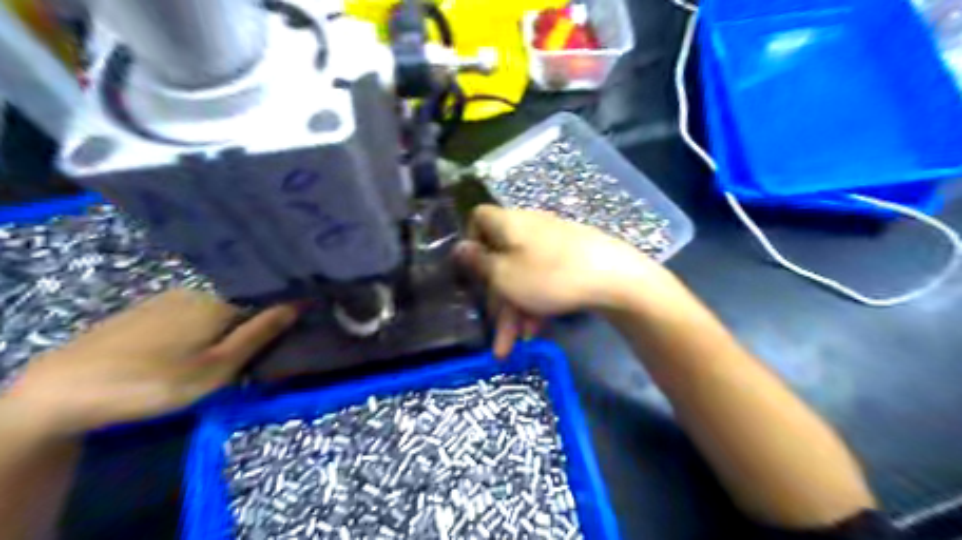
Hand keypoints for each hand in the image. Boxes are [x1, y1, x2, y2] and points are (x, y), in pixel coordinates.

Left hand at [4, 290, 299, 435]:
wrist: (64, 390)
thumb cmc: (156, 381)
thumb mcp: (219, 366)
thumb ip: (261, 334)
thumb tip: (300, 303)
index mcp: (221, 300)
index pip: (268, 299)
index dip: (285, 313)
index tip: (298, 329)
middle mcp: (199, 290)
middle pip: (242, 302)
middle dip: (257, 320)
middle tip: (259, 352)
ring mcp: (169, 298)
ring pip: (217, 307)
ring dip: (230, 324)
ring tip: (229, 352)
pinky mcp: (147, 311)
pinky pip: (192, 311)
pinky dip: (205, 324)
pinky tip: (194, 346)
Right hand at [453, 206, 671, 358]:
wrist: (614, 278)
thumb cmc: (549, 276)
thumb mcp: (504, 276)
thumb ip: (478, 263)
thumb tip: (459, 247)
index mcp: (508, 224)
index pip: (479, 219)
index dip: (471, 241)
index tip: (472, 271)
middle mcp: (528, 229)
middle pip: (501, 261)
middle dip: (496, 300)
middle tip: (496, 334)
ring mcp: (551, 244)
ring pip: (522, 276)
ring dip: (516, 311)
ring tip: (516, 345)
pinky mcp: (570, 259)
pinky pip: (544, 279)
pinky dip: (537, 303)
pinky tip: (538, 331)